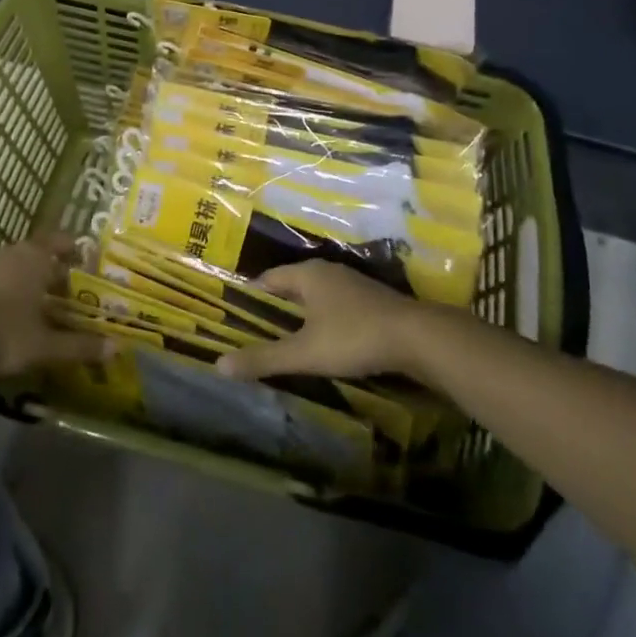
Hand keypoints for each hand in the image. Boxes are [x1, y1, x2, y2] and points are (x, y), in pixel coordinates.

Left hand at [0, 235, 109, 380]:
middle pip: (37, 253)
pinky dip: (3, 291)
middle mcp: (10, 253)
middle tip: (66, 291)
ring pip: (13, 266)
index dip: (74, 250)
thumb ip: (81, 345)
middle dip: (52, 270)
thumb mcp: (47, 345)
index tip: (85, 264)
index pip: (61, 240)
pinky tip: (5, 316)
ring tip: (37, 305)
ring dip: (26, 280)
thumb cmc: (6, 336)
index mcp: (35, 257)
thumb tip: (117, 348)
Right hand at [216, 261, 428, 381]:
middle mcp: (328, 271)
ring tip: (287, 340)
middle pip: (292, 286)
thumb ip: (264, 358)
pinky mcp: (372, 301)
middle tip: (256, 331)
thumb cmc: (353, 337)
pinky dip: (324, 321)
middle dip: (276, 307)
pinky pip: (336, 307)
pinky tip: (324, 343)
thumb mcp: (305, 352)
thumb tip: (219, 365)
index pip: (268, 279)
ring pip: (316, 296)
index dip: (251, 296)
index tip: (236, 316)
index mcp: (308, 274)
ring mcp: (353, 284)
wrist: (416, 337)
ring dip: (302, 315)